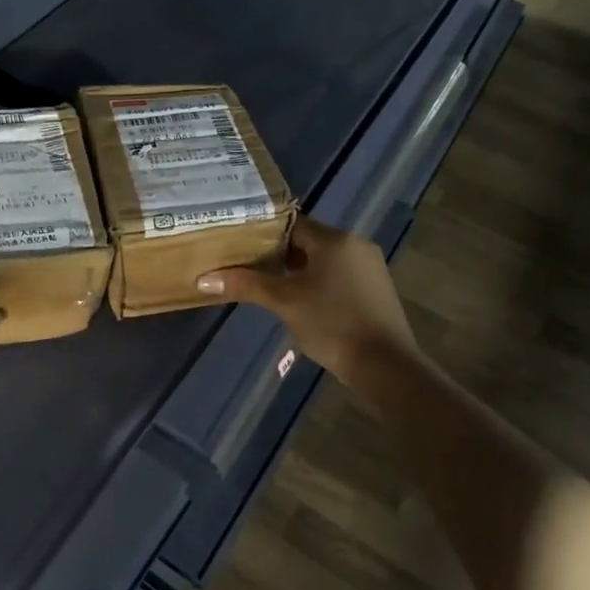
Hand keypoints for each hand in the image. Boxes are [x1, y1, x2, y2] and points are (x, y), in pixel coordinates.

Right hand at [197, 217, 419, 389]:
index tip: (239, 242)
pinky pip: (339, 275)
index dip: (264, 232)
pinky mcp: (376, 290)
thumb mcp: (284, 302)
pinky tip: (302, 302)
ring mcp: (370, 267)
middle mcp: (355, 245)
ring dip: (298, 270)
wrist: (386, 366)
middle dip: (279, 253)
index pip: (292, 223)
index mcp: (335, 240)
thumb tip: (203, 279)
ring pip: (324, 260)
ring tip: (269, 285)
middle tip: (248, 265)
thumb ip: (246, 285)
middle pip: (308, 240)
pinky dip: (318, 282)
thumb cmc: (332, 324)